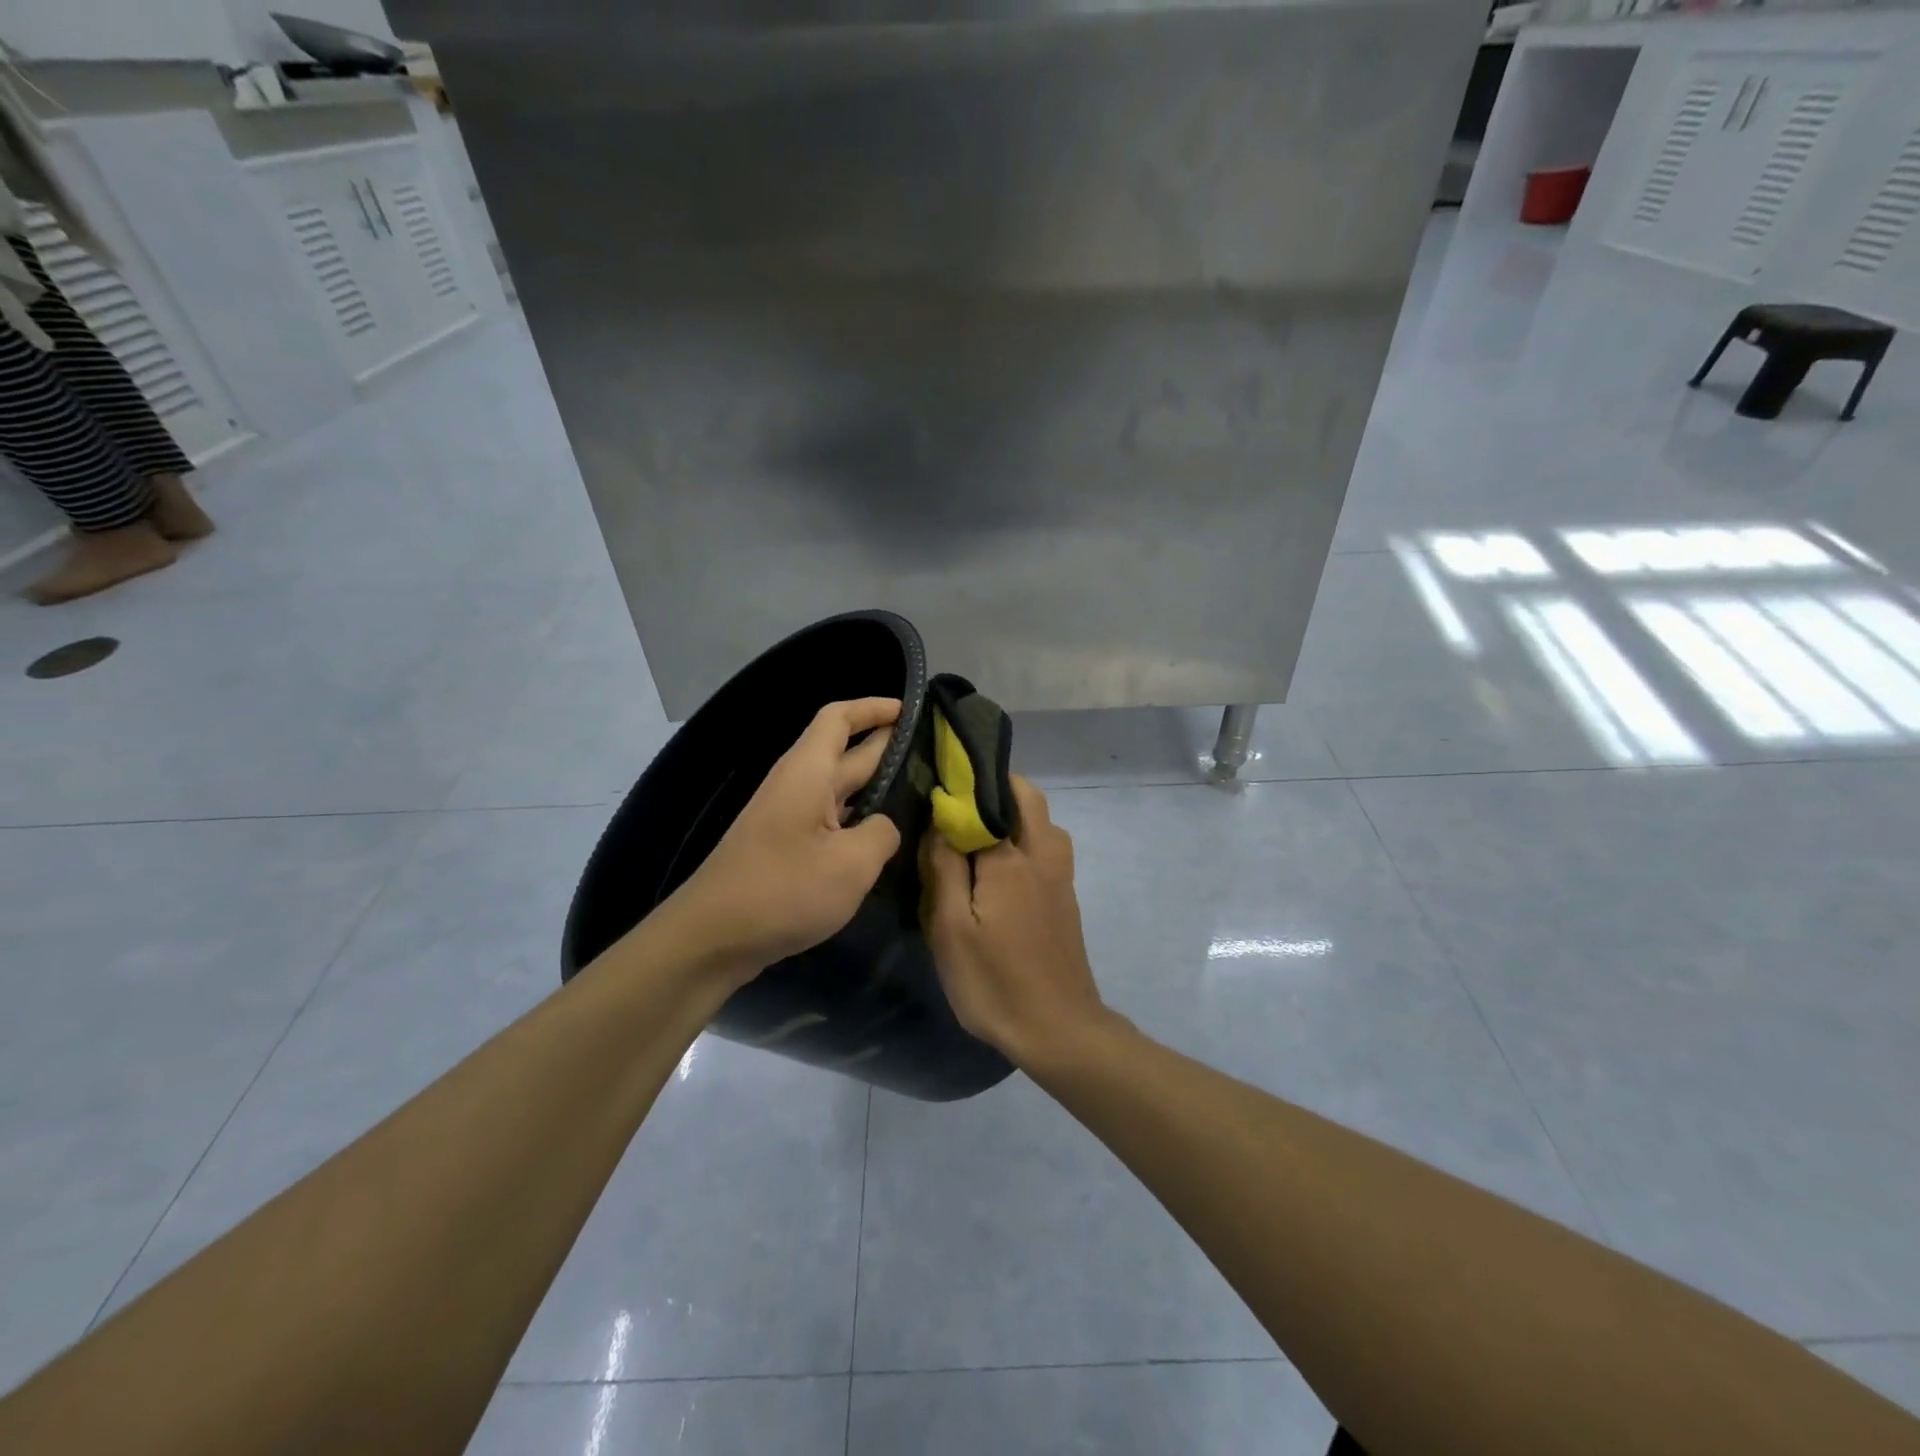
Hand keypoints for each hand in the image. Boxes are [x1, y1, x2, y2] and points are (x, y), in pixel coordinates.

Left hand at [664, 698, 904, 984]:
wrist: (711, 939)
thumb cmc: (783, 890)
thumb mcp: (851, 864)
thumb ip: (882, 834)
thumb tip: (885, 826)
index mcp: (809, 772)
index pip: (840, 718)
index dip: (875, 707)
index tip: (913, 710)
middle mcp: (798, 785)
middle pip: (847, 752)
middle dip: (889, 747)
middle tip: (936, 755)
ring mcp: (790, 818)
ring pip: (842, 790)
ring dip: (879, 787)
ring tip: (923, 794)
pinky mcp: (787, 848)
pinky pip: (832, 821)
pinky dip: (861, 820)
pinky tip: (886, 839)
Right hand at [920, 775, 1118, 1069]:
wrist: (1058, 1029)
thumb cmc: (995, 981)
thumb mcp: (950, 929)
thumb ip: (944, 868)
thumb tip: (939, 822)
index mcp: (1012, 857)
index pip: (987, 798)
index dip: (961, 785)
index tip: (936, 782)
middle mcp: (1043, 855)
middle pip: (1027, 798)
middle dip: (995, 787)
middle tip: (957, 803)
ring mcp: (1060, 876)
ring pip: (1042, 822)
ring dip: (1014, 813)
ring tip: (975, 832)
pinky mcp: (1065, 898)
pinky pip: (1046, 847)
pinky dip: (1024, 837)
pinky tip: (998, 866)